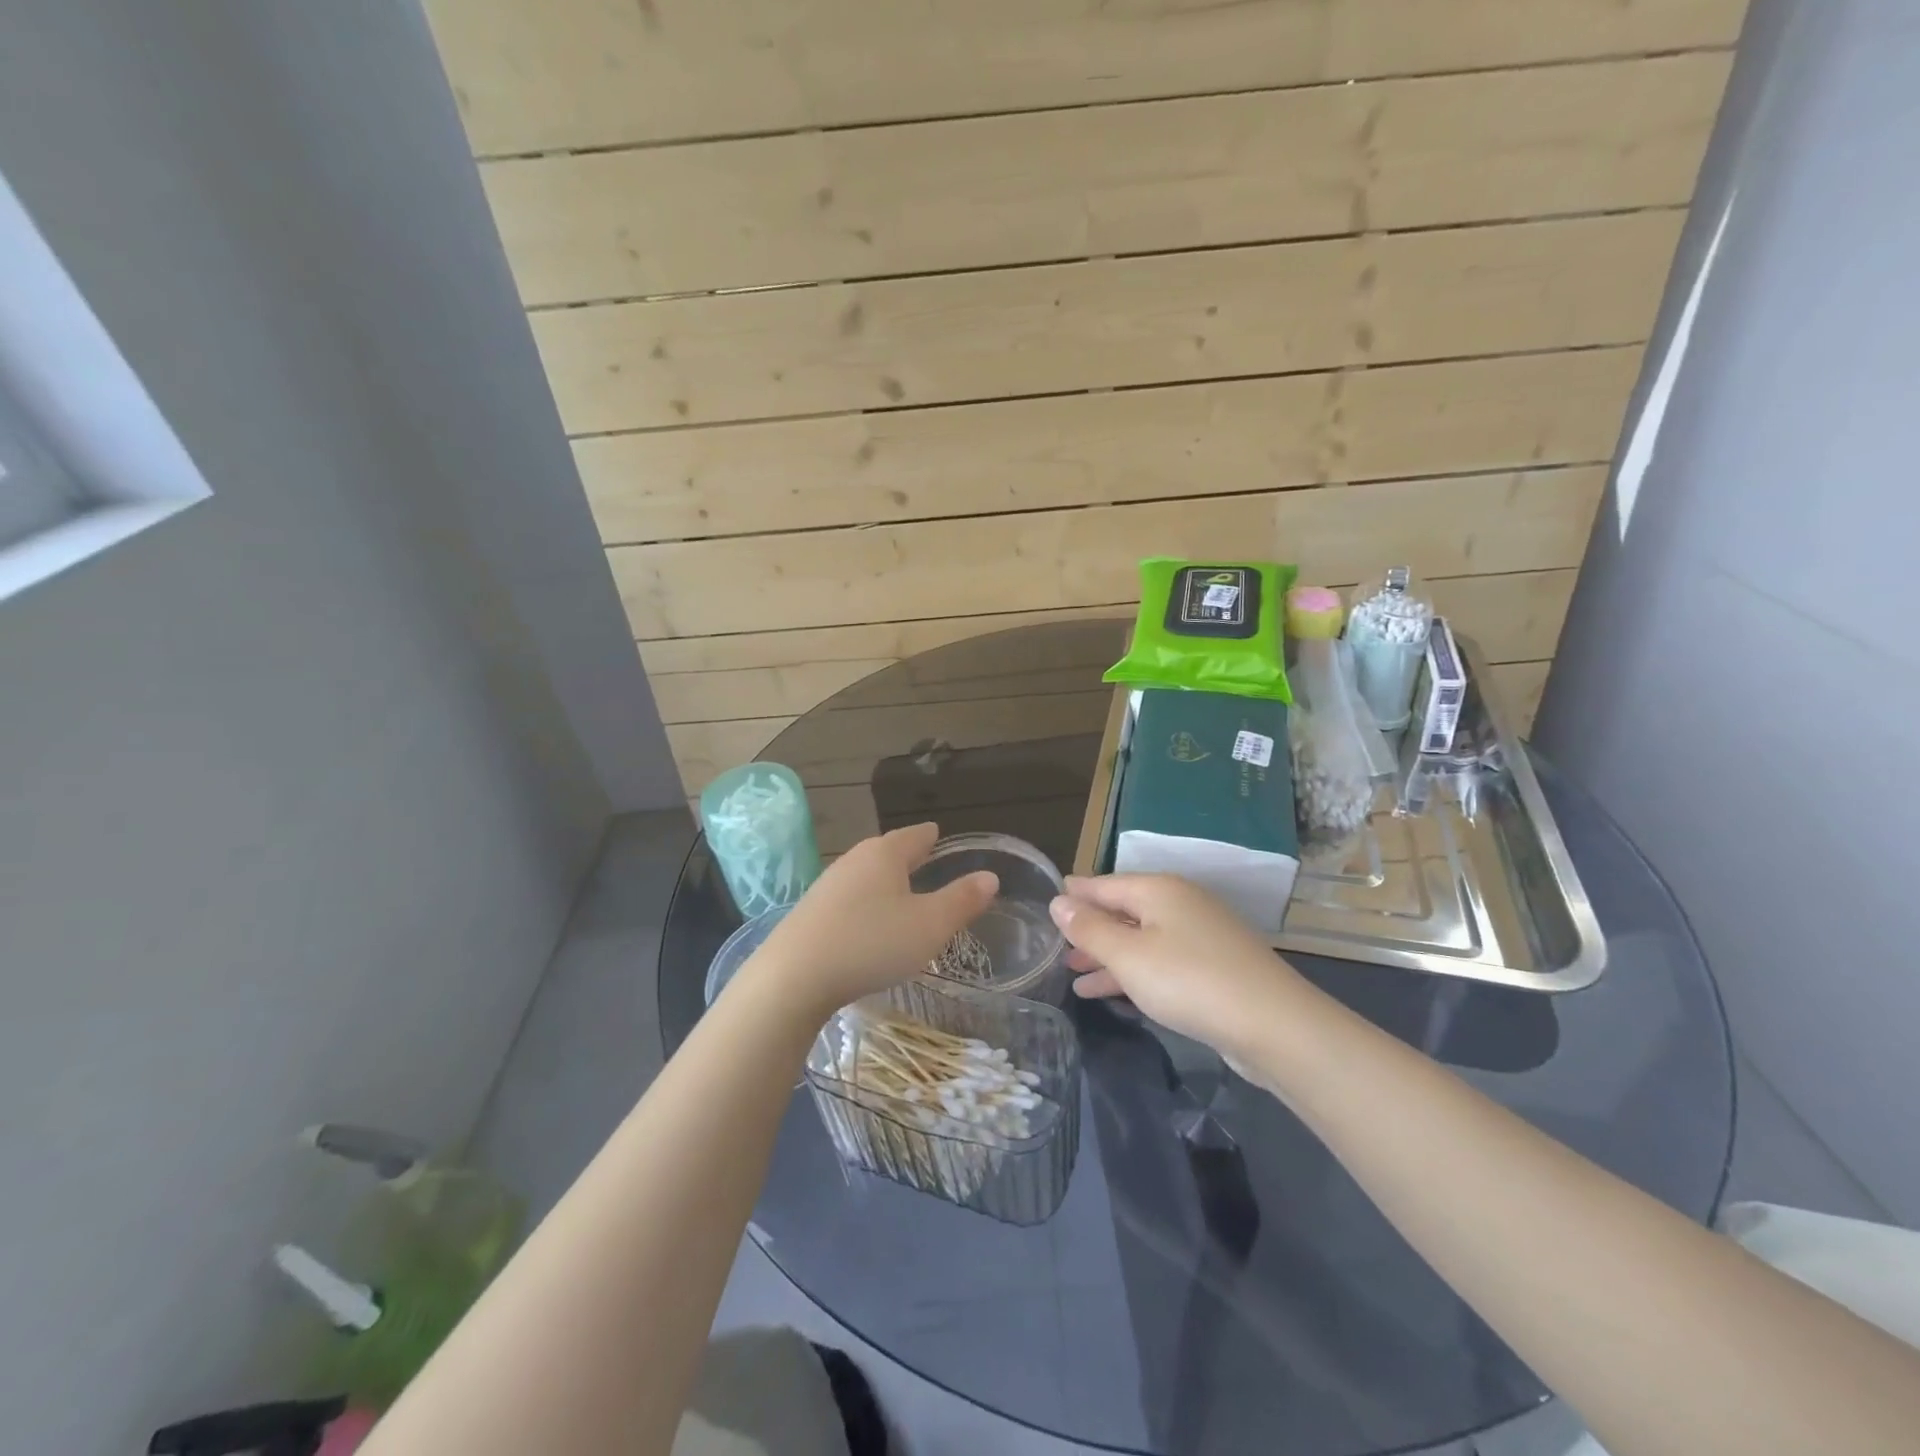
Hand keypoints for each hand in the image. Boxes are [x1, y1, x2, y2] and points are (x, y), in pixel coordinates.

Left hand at [746, 823, 997, 1017]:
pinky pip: (849, 898)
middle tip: (926, 859)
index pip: (916, 835)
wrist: (793, 976)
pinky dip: (865, 902)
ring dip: (884, 880)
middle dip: (907, 855)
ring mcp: (828, 885)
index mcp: (885, 854)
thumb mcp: (929, 925)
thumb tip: (990, 876)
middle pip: (887, 851)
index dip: (932, 836)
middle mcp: (854, 860)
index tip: (939, 834)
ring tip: (901, 890)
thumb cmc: (872, 943)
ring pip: (865, 874)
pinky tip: (867, 921)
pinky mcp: (810, 912)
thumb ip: (962, 900)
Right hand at [1049, 874, 1310, 1063]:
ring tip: (1073, 974)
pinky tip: (1110, 992)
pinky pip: (1160, 960)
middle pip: (1123, 909)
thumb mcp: (1128, 955)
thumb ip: (1090, 929)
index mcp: (1158, 890)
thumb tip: (1058, 901)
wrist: (1274, 1026)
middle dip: (1089, 929)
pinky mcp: (1213, 966)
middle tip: (1055, 947)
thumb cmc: (1189, 981)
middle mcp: (1179, 903)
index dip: (1075, 894)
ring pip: (1140, 938)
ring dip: (1108, 955)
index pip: (1103, 883)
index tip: (1048, 902)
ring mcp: (1199, 934)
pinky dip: (1133, 972)